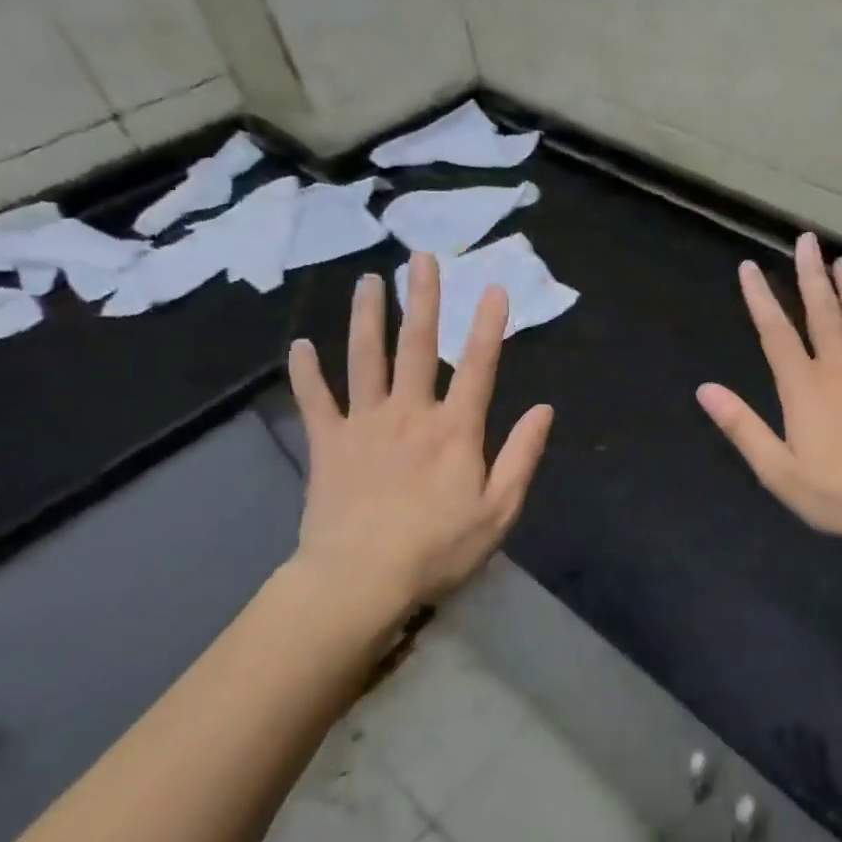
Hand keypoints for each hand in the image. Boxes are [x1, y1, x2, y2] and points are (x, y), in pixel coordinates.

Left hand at [280, 257, 553, 662]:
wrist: (357, 583)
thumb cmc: (437, 550)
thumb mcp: (499, 511)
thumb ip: (522, 456)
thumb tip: (543, 410)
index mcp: (455, 430)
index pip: (478, 366)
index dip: (488, 325)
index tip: (494, 287)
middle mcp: (409, 413)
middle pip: (417, 346)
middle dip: (423, 299)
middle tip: (420, 258)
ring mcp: (364, 425)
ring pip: (364, 359)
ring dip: (367, 317)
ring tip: (368, 281)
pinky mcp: (327, 444)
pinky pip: (314, 400)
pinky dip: (305, 373)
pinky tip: (298, 345)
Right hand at [697, 233, 841, 546]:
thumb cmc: (838, 492)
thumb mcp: (778, 470)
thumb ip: (742, 427)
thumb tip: (705, 390)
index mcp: (804, 387)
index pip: (775, 332)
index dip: (759, 297)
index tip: (748, 267)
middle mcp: (839, 368)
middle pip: (822, 311)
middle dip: (811, 273)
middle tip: (807, 240)